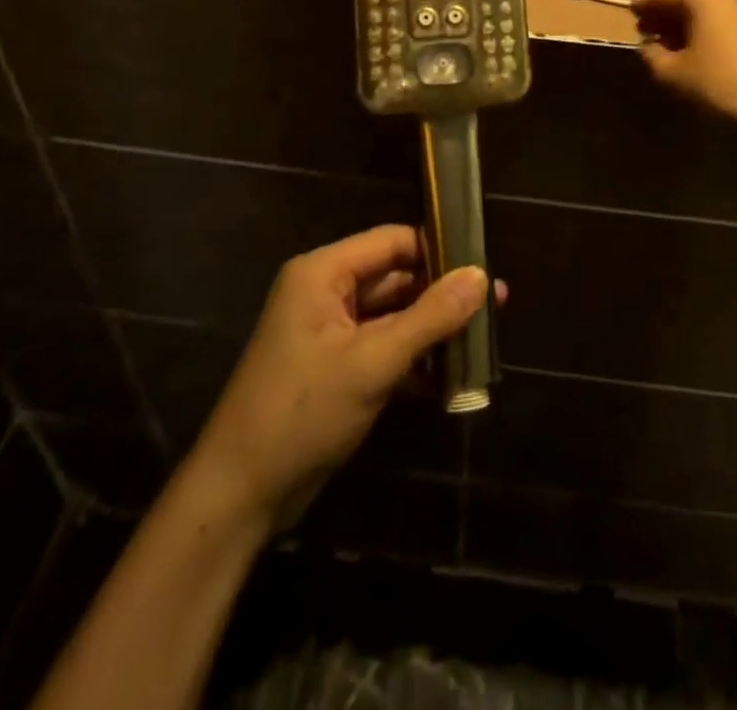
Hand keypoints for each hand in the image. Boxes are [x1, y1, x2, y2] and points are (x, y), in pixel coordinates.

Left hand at [190, 225, 498, 530]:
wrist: (240, 495)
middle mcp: (327, 292)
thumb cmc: (302, 412)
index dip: (439, 249)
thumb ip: (430, 317)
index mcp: (324, 273)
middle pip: (396, 278)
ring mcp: (331, 332)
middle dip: (443, 295)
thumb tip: (482, 276)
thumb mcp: (372, 362)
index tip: (485, 265)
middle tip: (496, 305)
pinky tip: (453, 379)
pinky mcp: (337, 368)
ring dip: (433, 331)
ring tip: (483, 341)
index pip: (393, 242)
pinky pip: (385, 349)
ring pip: (394, 316)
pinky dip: (415, 361)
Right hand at [633, 0, 736, 132]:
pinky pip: (725, 28)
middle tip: (644, 30)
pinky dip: (706, 35)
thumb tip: (647, 47)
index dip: (645, 7)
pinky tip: (695, 54)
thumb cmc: (714, 84)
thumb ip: (651, 55)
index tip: (629, 12)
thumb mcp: (669, 72)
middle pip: (689, 4)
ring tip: (667, 45)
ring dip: (686, 28)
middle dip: (666, 17)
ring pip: (708, 16)